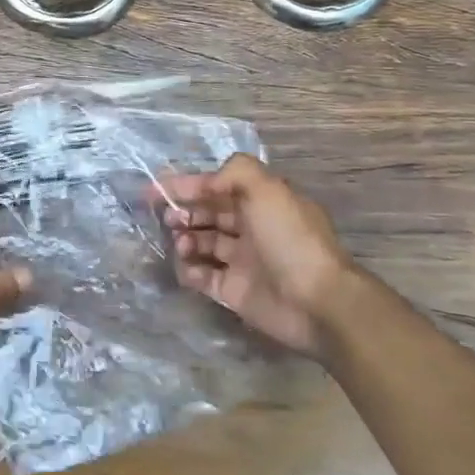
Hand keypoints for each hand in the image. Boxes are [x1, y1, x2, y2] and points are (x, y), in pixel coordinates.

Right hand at [160, 153, 367, 358]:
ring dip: (185, 239)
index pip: (217, 186)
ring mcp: (242, 261)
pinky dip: (189, 270)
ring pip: (202, 243)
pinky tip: (187, 267)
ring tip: (181, 244)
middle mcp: (251, 228)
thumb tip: (206, 183)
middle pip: (208, 213)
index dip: (187, 185)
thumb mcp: (267, 189)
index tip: (156, 189)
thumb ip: (234, 172)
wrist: (317, 302)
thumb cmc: (290, 239)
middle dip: (183, 211)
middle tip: (168, 218)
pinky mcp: (234, 291)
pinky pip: (202, 276)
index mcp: (261, 201)